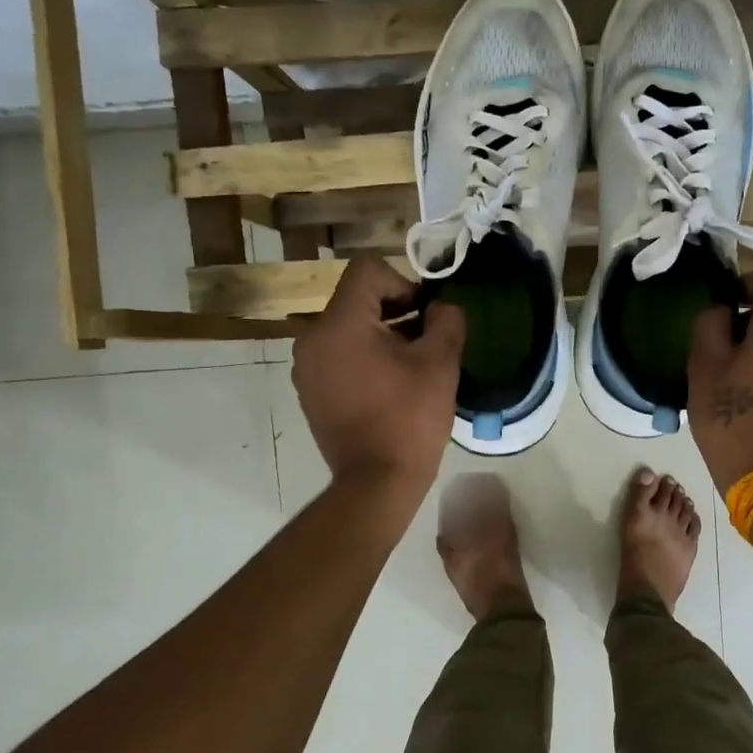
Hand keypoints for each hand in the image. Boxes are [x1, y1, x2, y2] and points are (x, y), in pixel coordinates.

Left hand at [293, 257, 464, 500]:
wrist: (376, 482)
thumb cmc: (409, 418)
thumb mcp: (440, 363)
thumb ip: (446, 320)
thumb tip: (442, 306)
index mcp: (339, 323)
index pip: (368, 271)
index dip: (404, 282)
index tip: (425, 315)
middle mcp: (312, 338)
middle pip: (356, 299)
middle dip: (395, 311)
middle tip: (426, 340)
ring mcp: (306, 367)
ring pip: (347, 328)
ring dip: (380, 335)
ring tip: (410, 365)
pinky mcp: (309, 391)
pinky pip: (337, 355)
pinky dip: (363, 358)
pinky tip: (388, 386)